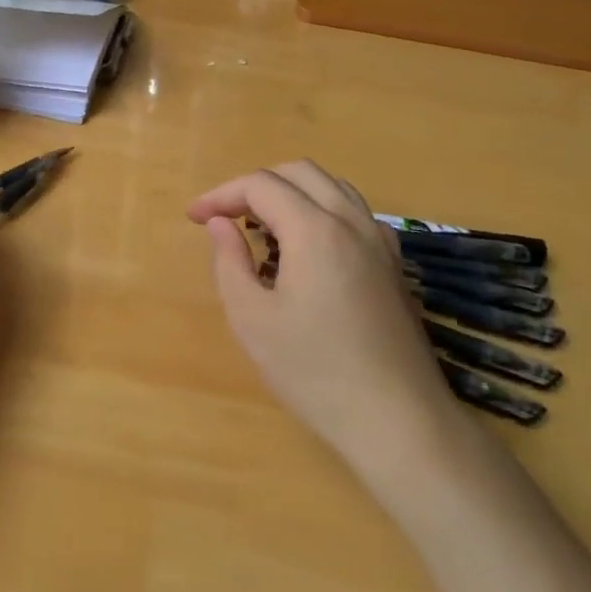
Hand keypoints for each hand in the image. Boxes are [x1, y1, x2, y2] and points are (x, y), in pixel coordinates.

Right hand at [188, 161, 458, 464]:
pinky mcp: (392, 263)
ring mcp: (380, 241)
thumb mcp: (251, 319)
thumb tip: (219, 223)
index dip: (221, 194)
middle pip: (299, 173)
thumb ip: (229, 261)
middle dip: (255, 185)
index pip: (261, 185)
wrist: (397, 419)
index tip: (193, 218)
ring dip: (290, 192)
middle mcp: (352, 222)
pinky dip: (319, 209)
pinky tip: (304, 247)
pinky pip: (352, 212)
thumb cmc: (314, 371)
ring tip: (260, 227)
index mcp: (316, 230)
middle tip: (225, 217)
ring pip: (331, 186)